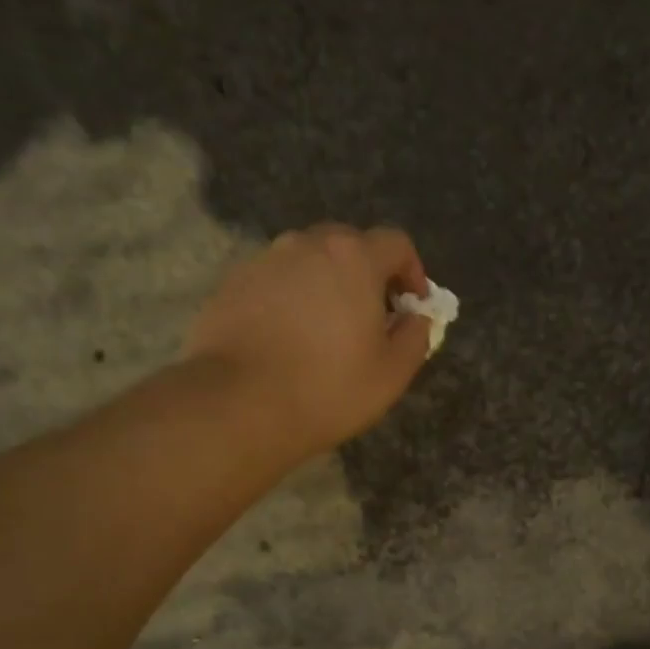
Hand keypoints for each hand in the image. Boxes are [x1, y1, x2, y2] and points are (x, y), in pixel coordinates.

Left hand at [186, 223, 434, 461]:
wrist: (238, 404)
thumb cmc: (328, 388)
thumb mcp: (392, 373)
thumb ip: (416, 336)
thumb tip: (417, 317)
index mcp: (353, 258)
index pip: (396, 243)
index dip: (413, 272)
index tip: (413, 306)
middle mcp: (306, 244)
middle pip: (349, 244)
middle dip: (368, 274)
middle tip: (372, 316)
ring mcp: (264, 261)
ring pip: (308, 261)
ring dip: (327, 284)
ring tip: (326, 330)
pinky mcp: (232, 283)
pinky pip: (275, 281)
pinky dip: (291, 299)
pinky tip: (289, 339)